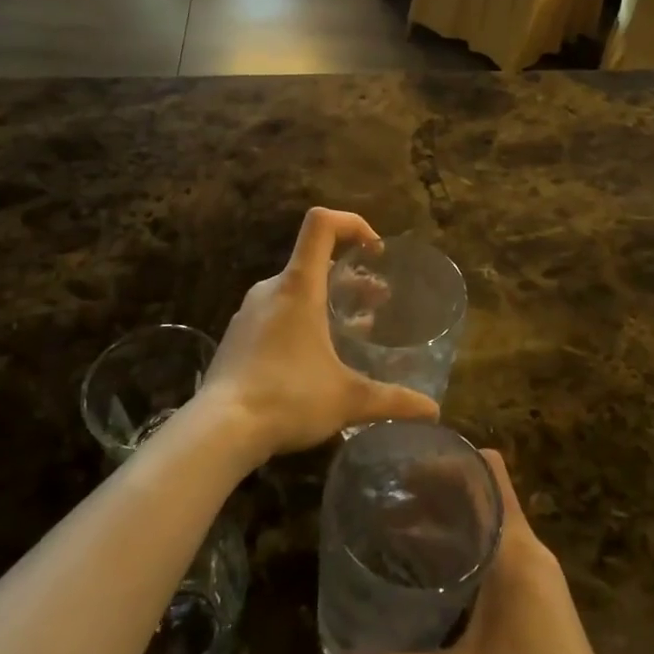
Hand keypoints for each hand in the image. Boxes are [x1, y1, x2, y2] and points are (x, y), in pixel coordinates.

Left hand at [201, 208, 438, 462]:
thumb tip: (434, 411)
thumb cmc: (288, 398)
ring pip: (296, 289)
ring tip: (354, 328)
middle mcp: (272, 289)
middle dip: (351, 276)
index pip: (321, 224)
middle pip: (314, 261)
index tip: (375, 251)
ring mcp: (250, 312)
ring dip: (328, 299)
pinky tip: (316, 356)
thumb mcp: (348, 399)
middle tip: (378, 300)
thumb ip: (392, 400)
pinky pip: (277, 312)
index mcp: (298, 286)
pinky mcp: (238, 336)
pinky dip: (303, 319)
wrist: (220, 430)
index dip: (352, 223)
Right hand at [331, 452, 626, 653]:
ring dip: (452, 529)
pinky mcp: (545, 614)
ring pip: (493, 531)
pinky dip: (468, 558)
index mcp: (515, 551)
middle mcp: (532, 555)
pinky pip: (502, 562)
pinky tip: (437, 589)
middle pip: (485, 497)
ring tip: (403, 542)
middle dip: (438, 496)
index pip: (487, 472)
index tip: (404, 470)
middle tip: (389, 508)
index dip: (447, 460)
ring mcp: (543, 585)